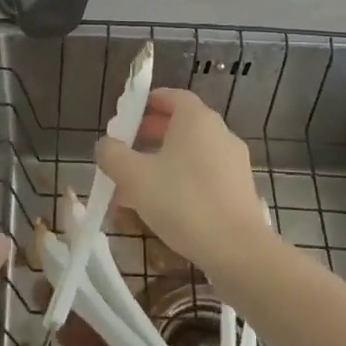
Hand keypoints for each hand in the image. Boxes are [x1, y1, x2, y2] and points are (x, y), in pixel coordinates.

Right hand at [96, 88, 259, 275]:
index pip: (171, 96)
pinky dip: (181, 181)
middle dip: (149, 136)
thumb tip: (106, 145)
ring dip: (162, 163)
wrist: (236, 249)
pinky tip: (162, 207)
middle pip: (180, 125)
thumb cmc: (182, 201)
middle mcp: (219, 133)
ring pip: (190, 154)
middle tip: (125, 153)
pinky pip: (203, 175)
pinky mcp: (239, 189)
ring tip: (136, 187)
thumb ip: (112, 154)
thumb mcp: (133, 176)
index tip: (126, 118)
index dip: (146, 102)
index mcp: (196, 119)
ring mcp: (233, 162)